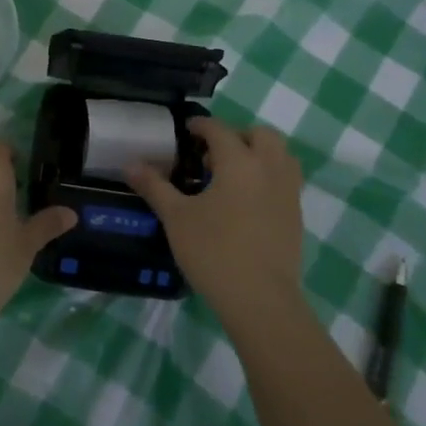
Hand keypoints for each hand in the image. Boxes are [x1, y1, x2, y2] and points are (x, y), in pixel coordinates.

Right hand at [126, 118, 304, 325]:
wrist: (260, 299)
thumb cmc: (213, 252)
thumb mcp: (176, 217)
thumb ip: (154, 186)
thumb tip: (130, 164)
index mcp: (239, 161)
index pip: (219, 130)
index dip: (201, 126)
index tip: (186, 130)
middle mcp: (269, 168)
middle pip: (260, 134)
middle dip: (236, 136)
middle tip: (212, 155)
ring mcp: (288, 191)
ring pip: (280, 155)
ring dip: (258, 154)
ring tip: (232, 175)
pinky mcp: (296, 215)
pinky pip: (285, 180)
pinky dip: (268, 177)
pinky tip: (246, 202)